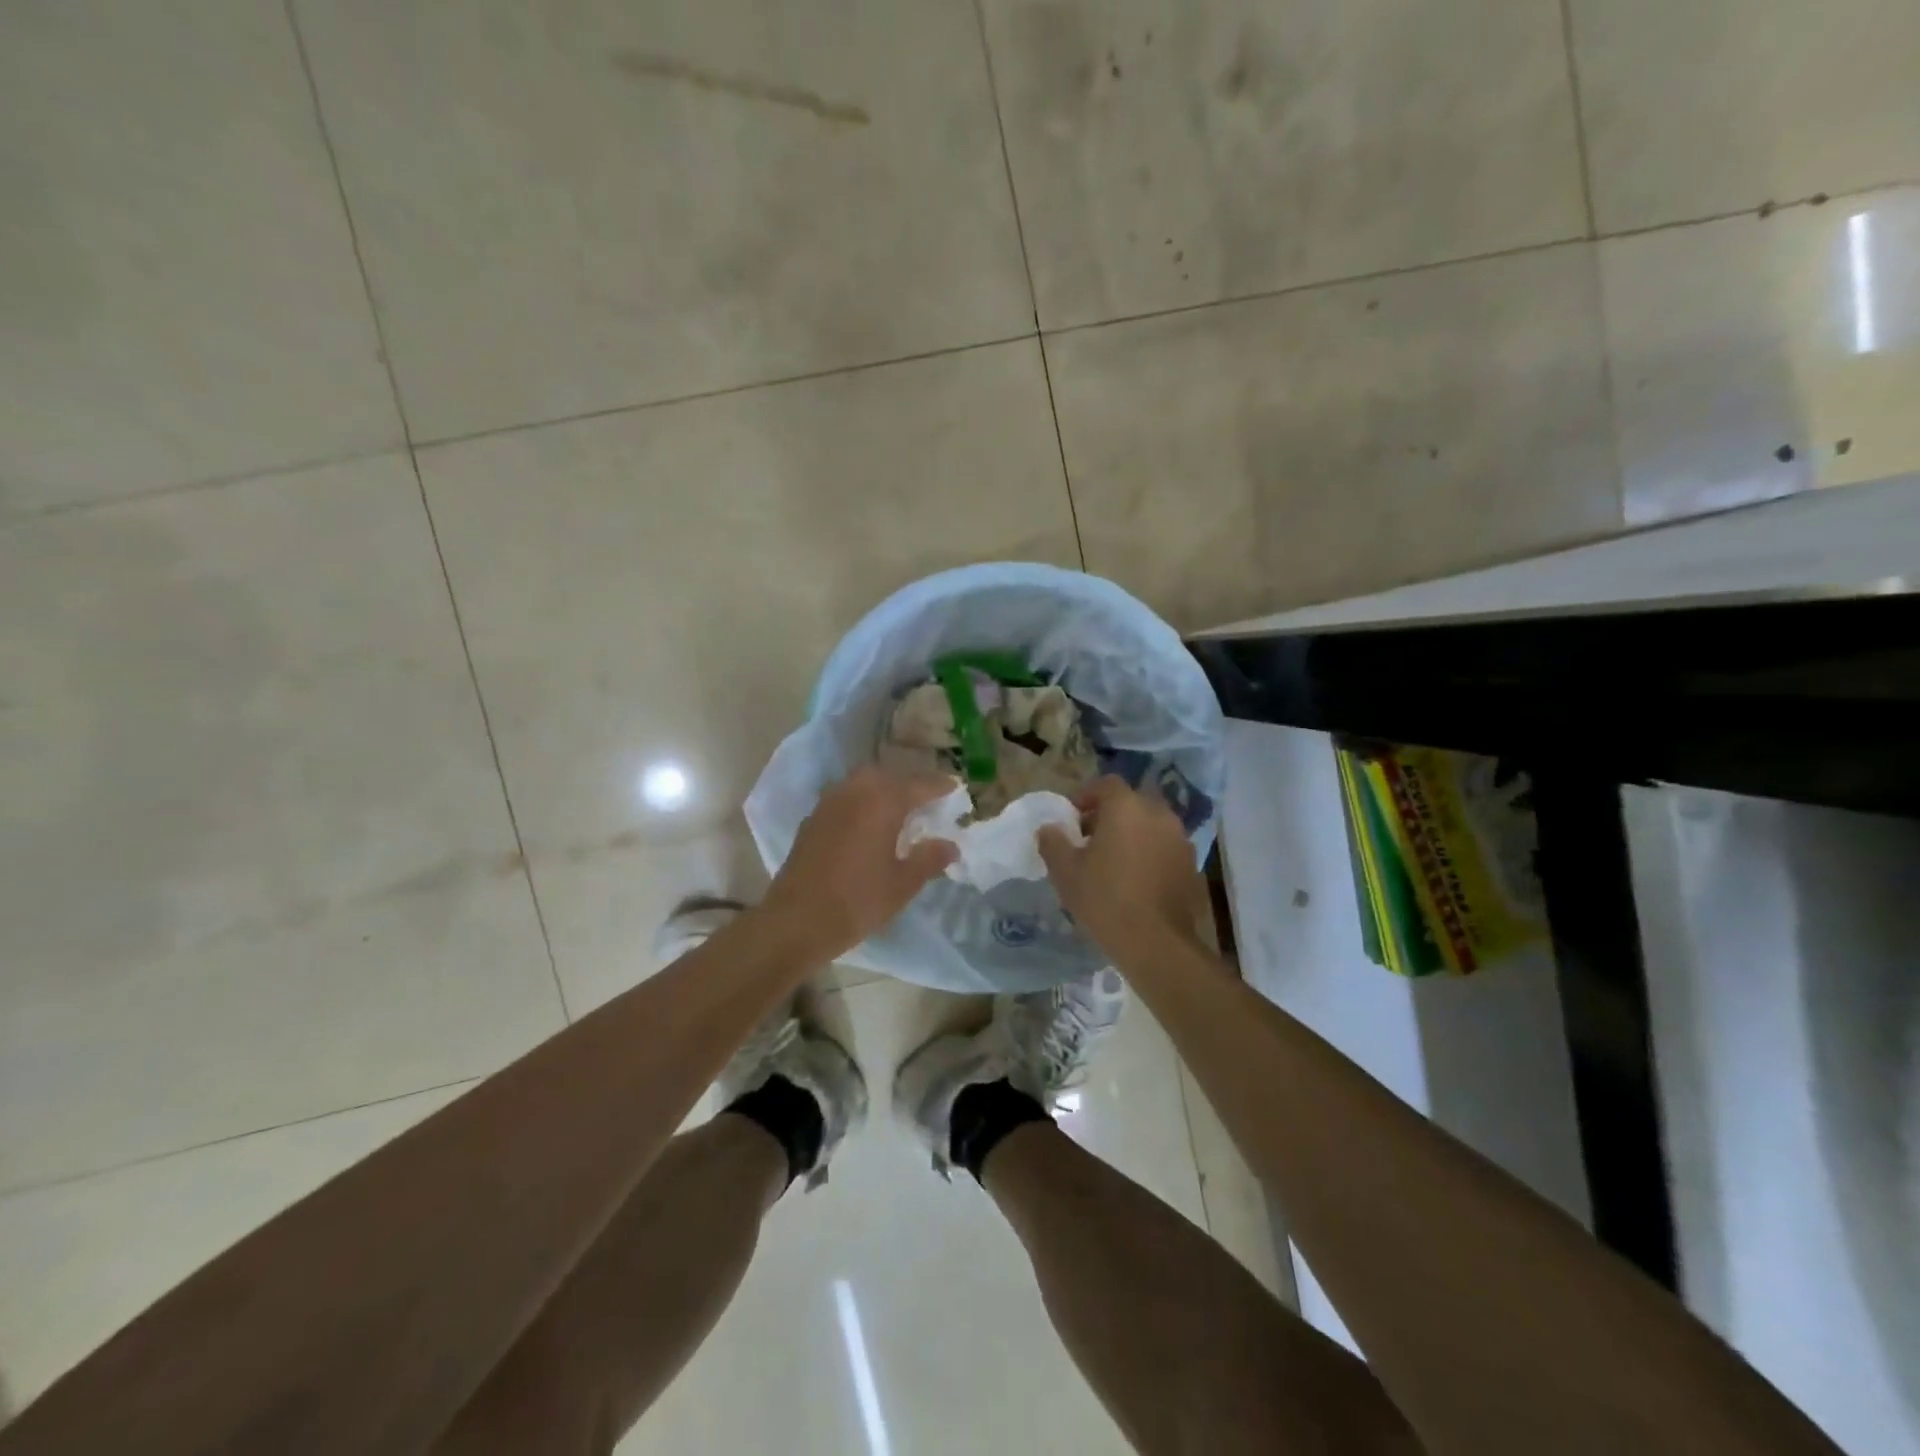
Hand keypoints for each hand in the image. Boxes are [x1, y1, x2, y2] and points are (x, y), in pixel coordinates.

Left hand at [760, 766, 959, 962]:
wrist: (796, 920)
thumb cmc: (858, 901)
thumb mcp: (903, 884)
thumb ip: (929, 859)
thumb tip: (950, 845)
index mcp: (883, 801)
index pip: (919, 784)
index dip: (939, 786)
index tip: (955, 787)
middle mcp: (855, 791)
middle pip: (888, 775)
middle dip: (909, 783)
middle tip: (926, 799)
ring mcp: (829, 802)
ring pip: (863, 782)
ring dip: (883, 789)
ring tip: (899, 809)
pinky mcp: (813, 818)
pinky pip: (845, 797)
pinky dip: (862, 801)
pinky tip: (867, 823)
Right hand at [1039, 777, 1201, 955]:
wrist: (1156, 942)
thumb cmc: (1105, 899)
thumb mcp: (1065, 871)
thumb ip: (1053, 842)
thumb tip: (1049, 829)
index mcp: (1126, 807)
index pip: (1106, 784)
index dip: (1087, 796)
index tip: (1072, 819)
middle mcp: (1158, 814)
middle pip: (1131, 802)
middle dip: (1111, 815)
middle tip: (1091, 839)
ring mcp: (1180, 838)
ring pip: (1151, 824)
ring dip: (1133, 833)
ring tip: (1114, 860)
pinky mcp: (1192, 864)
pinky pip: (1165, 847)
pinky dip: (1150, 853)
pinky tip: (1136, 878)